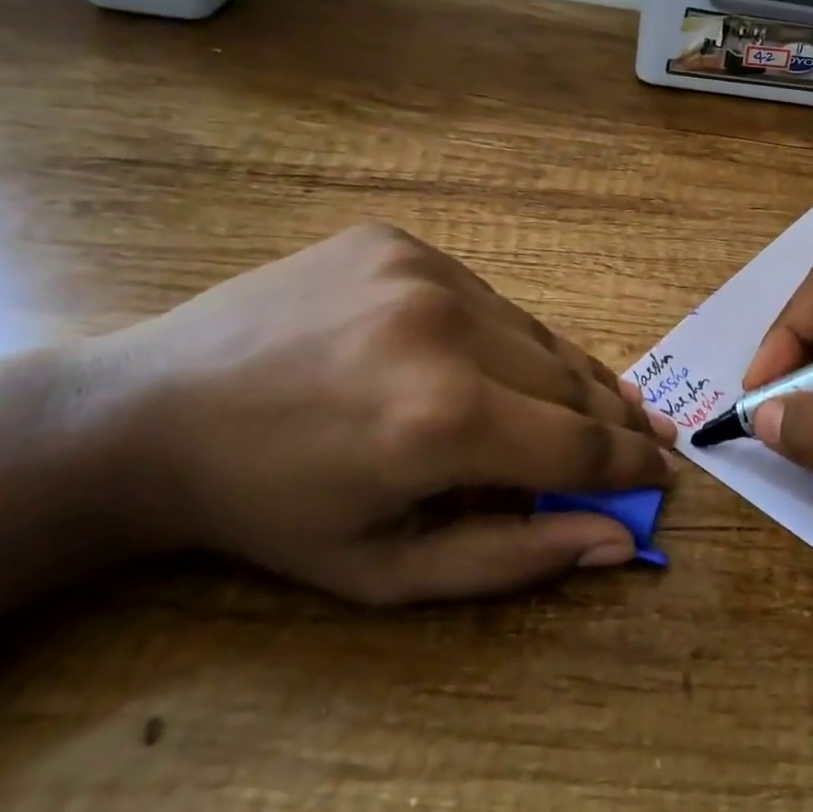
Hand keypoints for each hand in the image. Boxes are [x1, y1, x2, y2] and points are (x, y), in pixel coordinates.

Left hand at [90, 224, 677, 603]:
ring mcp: (424, 272)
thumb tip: (619, 540)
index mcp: (443, 422)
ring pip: (536, 333)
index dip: (632, 463)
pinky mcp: (400, 241)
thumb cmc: (271, 512)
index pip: (582, 443)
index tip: (662, 474)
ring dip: (565, 376)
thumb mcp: (386, 570)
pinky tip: (492, 363)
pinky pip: (487, 298)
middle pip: (572, 380)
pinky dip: (506, 338)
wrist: (150, 413)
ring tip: (590, 405)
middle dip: (612, 420)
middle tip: (640, 441)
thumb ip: (514, 558)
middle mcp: (448, 330)